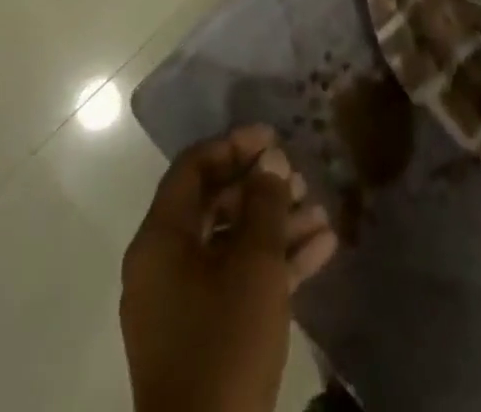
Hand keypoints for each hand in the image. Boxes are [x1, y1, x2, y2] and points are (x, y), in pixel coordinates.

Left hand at [121, 125, 337, 411]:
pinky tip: (320, 251)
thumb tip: (272, 159)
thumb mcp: (254, 264)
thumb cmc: (224, 341)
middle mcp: (162, 264)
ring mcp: (180, 303)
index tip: (274, 138)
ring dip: (275, 226)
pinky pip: (234, 281)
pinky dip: (272, 265)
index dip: (234, 145)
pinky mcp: (201, 336)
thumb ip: (265, 204)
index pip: (193, 168)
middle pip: (214, 204)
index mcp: (160, 239)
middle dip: (262, 189)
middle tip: (302, 179)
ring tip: (321, 214)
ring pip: (230, 244)